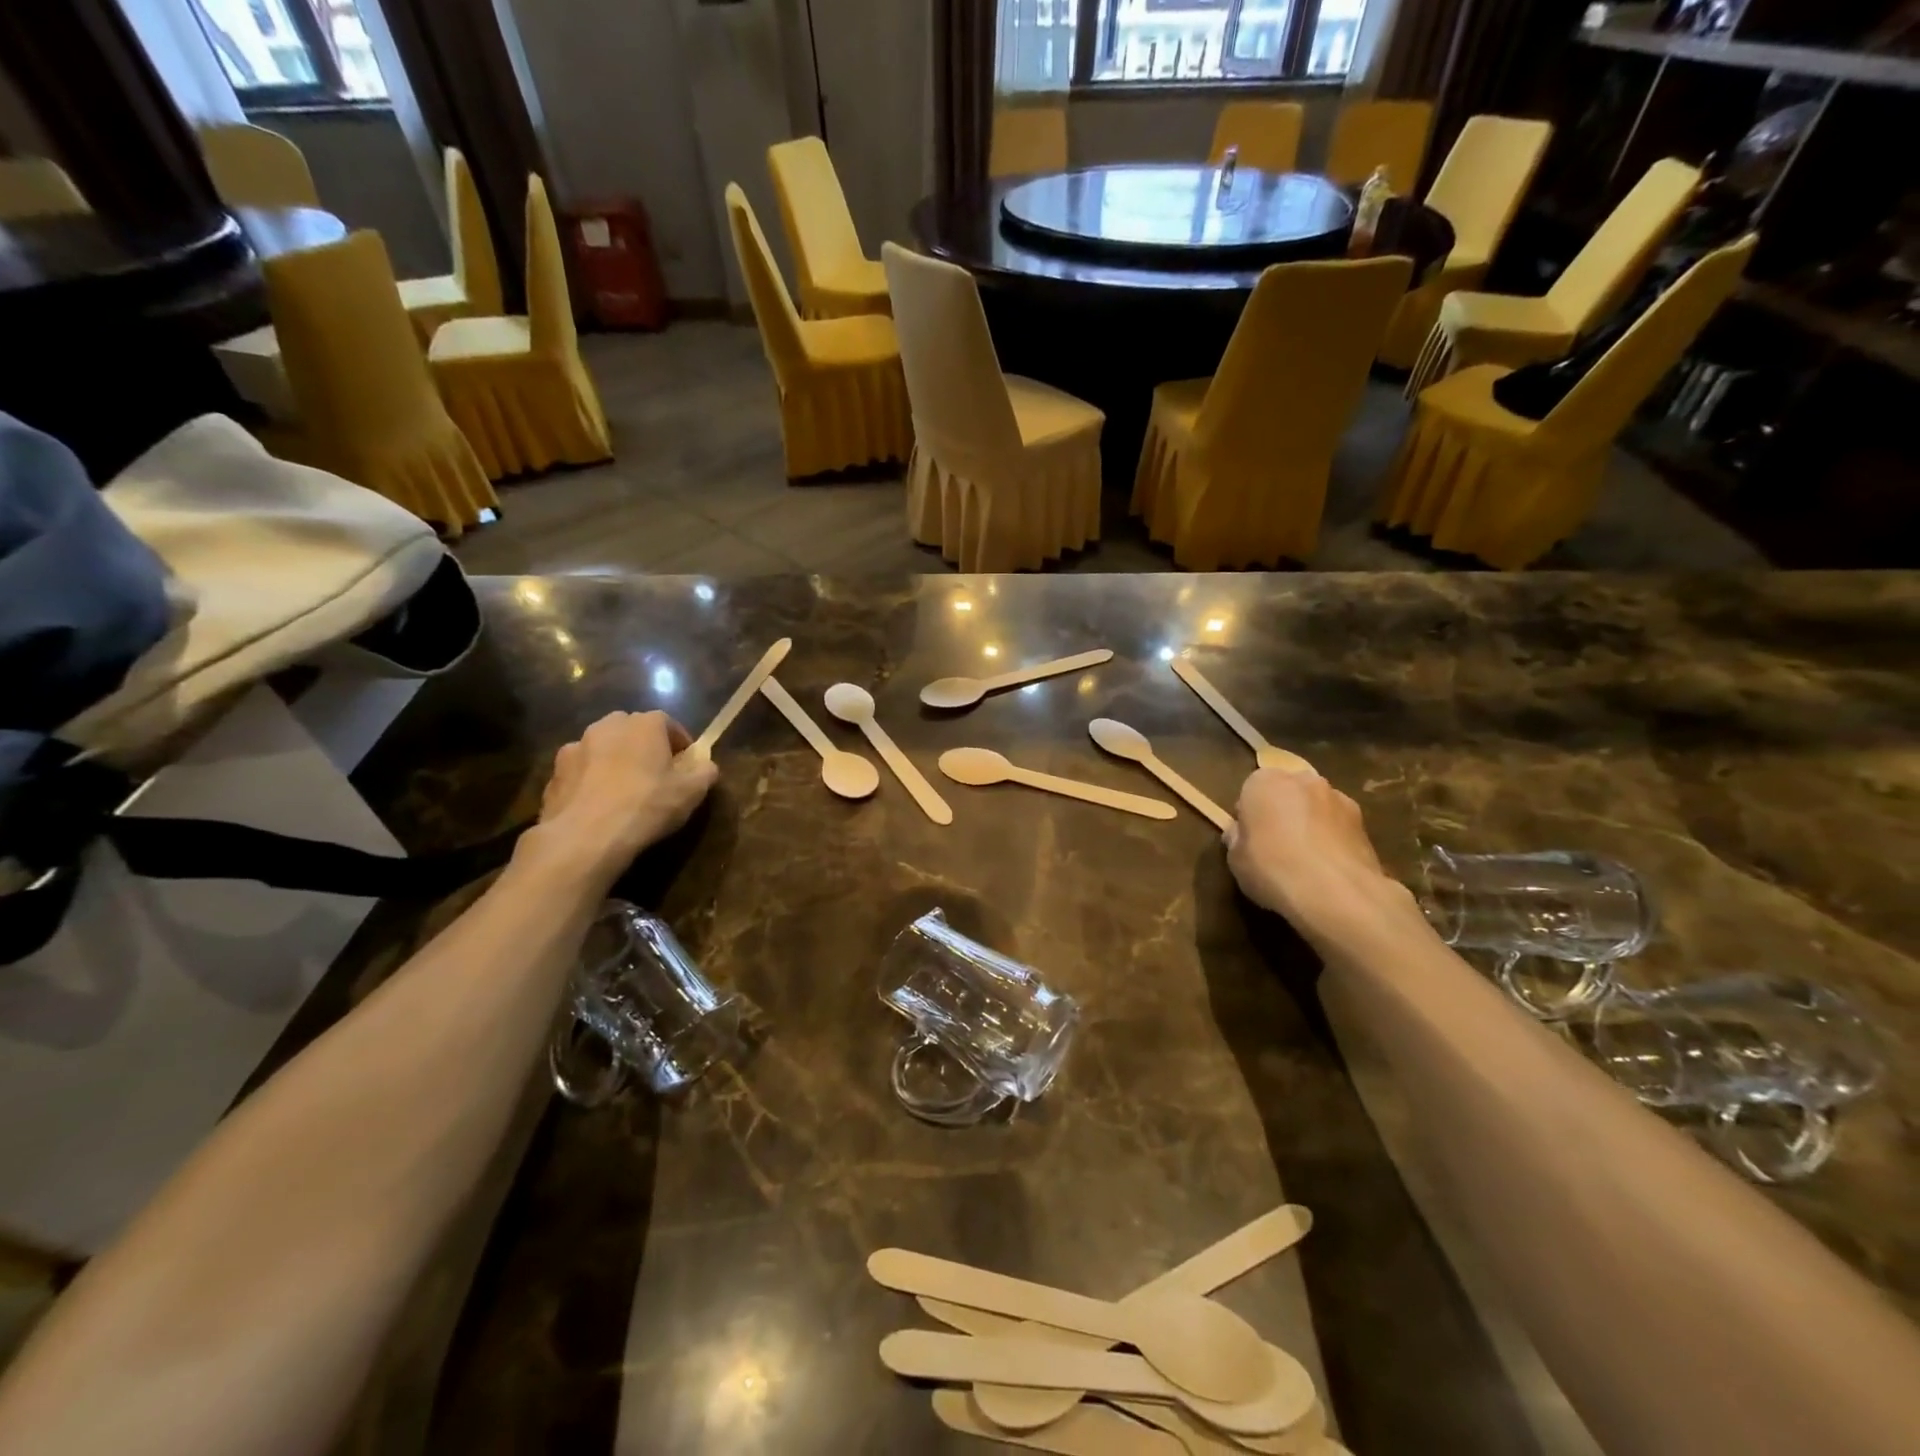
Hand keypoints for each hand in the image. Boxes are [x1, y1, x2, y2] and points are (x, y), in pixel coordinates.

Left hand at [526, 711, 717, 884]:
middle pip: (632, 729)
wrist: (586, 836)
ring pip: (602, 747)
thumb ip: (704, 772)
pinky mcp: (554, 772)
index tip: (685, 764)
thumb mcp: (692, 792)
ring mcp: (576, 747)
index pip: (668, 722)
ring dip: (614, 760)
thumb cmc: (647, 805)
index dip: (679, 742)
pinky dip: (589, 780)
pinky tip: (598, 805)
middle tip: (654, 773)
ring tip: (622, 790)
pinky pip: (580, 770)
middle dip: (644, 746)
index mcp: (644, 724)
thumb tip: (706, 766)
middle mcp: (608, 726)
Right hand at [1224, 766, 1408, 944]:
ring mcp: (1338, 798)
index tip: (1249, 838)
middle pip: (1287, 793)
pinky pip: (1339, 826)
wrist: (1334, 891)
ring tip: (1308, 860)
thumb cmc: (1272, 868)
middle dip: (1283, 812)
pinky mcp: (1364, 822)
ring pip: (1316, 808)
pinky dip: (1334, 839)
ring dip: (1311, 823)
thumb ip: (1238, 839)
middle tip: (1276, 846)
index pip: (1251, 790)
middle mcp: (1302, 780)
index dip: (1249, 815)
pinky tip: (1329, 867)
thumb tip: (1241, 834)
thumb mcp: (1235, 859)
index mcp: (1264, 782)